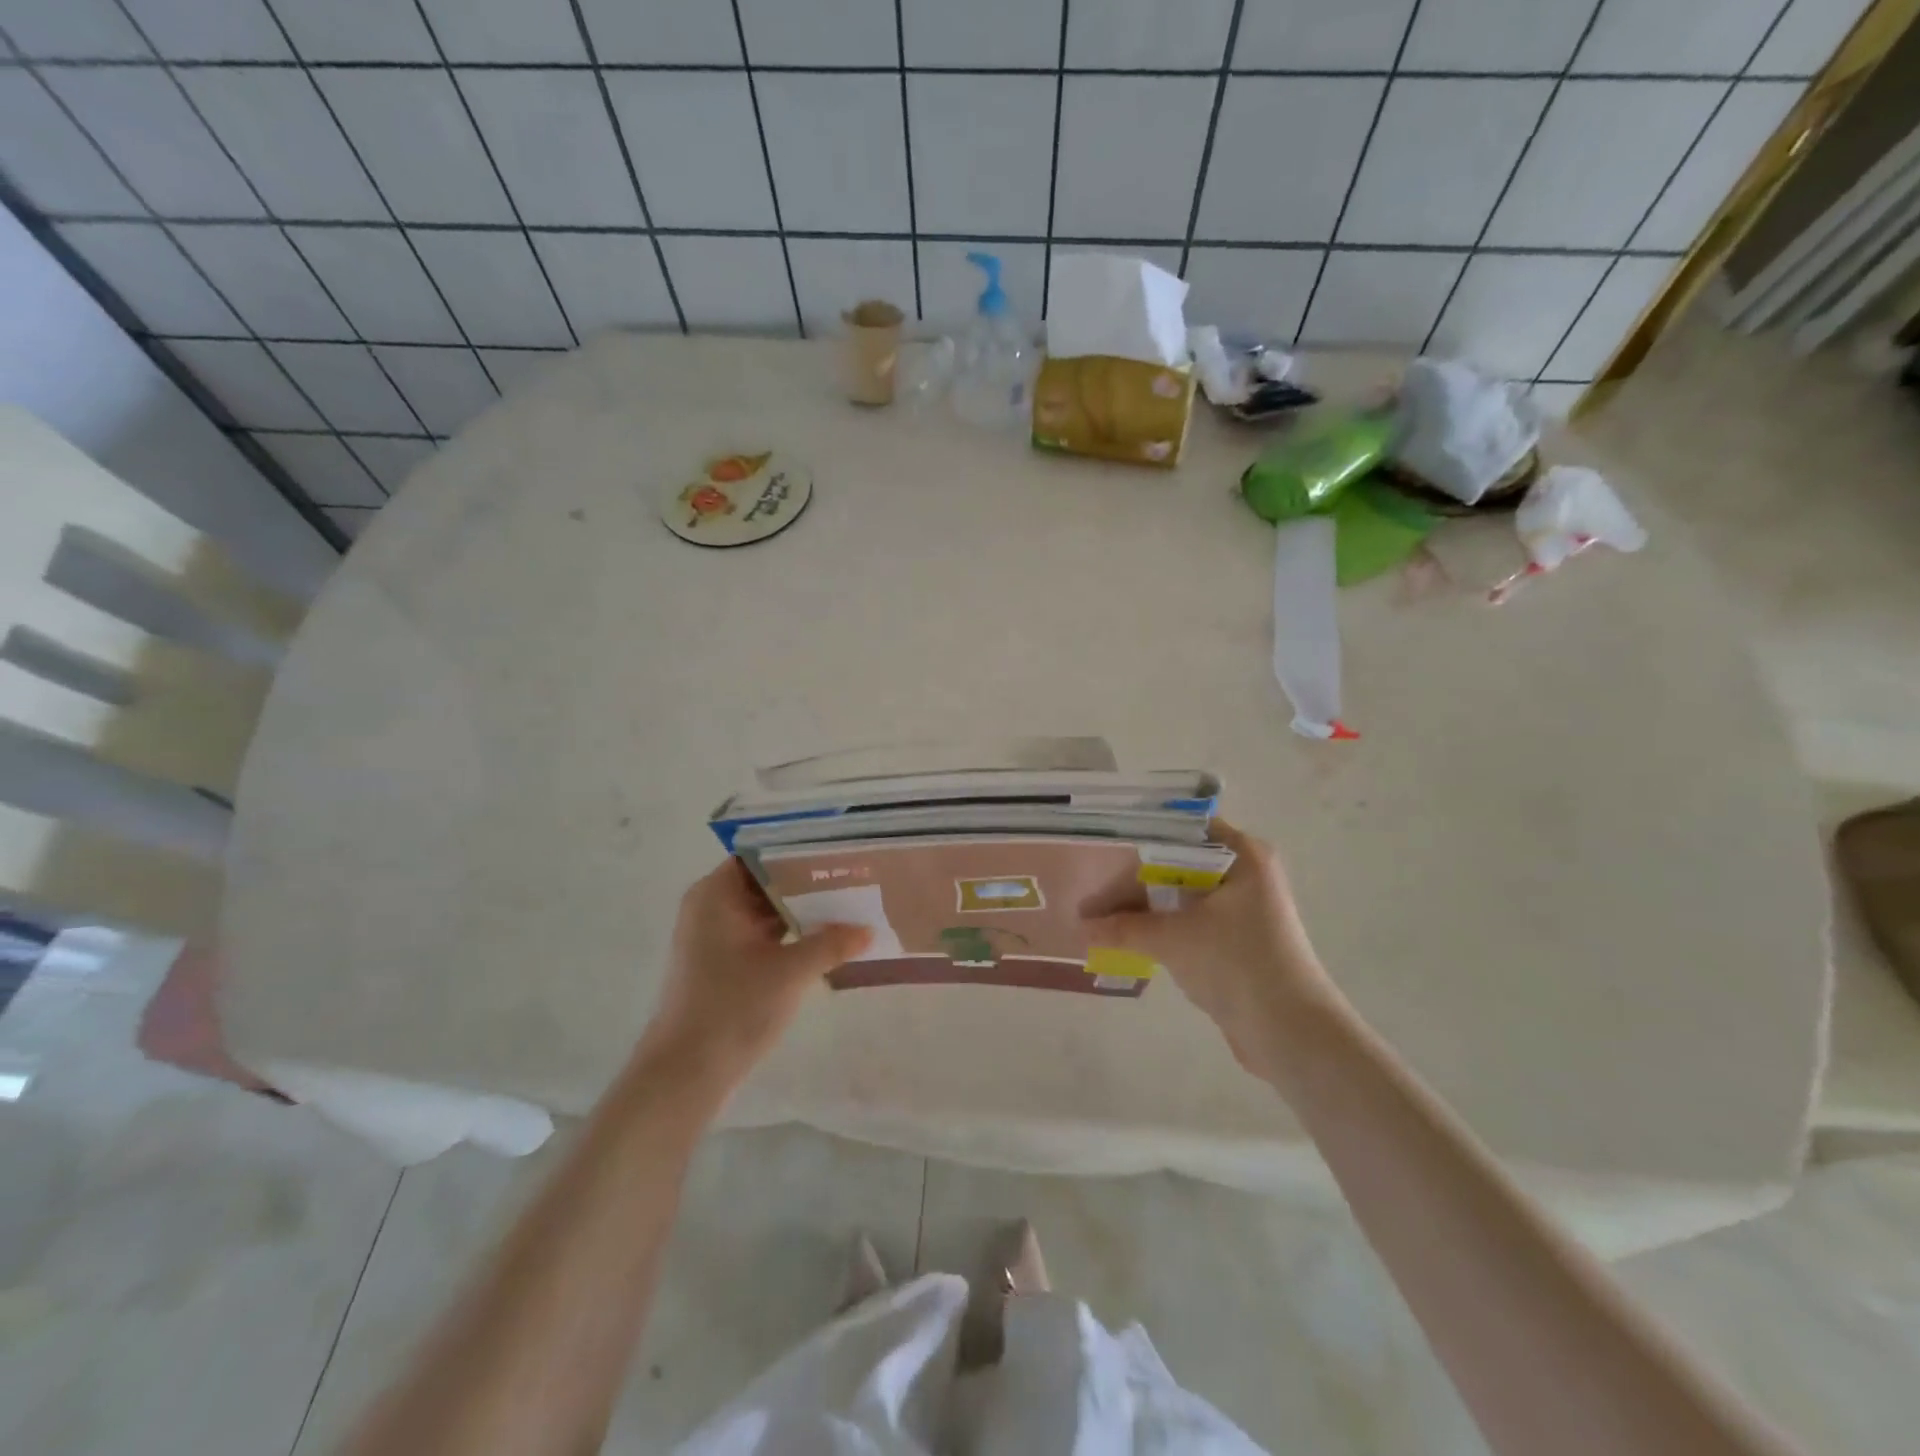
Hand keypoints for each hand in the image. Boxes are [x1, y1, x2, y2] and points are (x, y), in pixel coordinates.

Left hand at [636, 859, 871, 1090]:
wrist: (686, 1073)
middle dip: (807, 883)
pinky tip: (826, 939)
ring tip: (848, 904)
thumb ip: (831, 944)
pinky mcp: (723, 964)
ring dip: (802, 911)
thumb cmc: (733, 1007)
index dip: (799, 852)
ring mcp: (716, 937)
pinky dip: (790, 935)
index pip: (762, 855)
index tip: (837, 852)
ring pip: (766, 910)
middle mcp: (712, 907)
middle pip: (766, 882)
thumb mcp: (790, 972)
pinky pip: (762, 935)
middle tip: (853, 877)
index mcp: (716, 894)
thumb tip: (869, 930)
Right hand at [1084, 820, 1334, 1082]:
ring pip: (1182, 894)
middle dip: (1135, 875)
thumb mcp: (1173, 939)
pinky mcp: (1236, 940)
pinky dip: (1161, 926)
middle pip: (1178, 861)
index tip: (1102, 840)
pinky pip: (1189, 921)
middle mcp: (1245, 873)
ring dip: (1145, 904)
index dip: (1140, 832)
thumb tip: (1080, 926)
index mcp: (1242, 855)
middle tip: (1091, 880)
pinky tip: (1126, 934)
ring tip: (1099, 908)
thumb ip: (1124, 928)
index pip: (1182, 827)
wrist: (1291, 1032)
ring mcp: (1242, 909)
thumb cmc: (1237, 964)